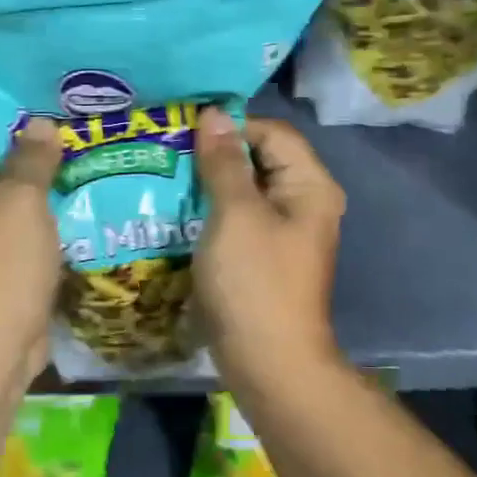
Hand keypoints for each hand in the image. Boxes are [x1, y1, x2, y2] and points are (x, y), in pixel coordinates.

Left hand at [0, 120, 62, 379]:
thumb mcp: (21, 203)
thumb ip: (32, 158)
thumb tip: (40, 124)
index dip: (21, 137)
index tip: (64, 139)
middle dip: (34, 170)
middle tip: (80, 161)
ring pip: (2, 207)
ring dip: (38, 203)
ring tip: (81, 188)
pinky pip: (6, 237)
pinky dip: (33, 233)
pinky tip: (70, 225)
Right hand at [193, 108, 345, 371]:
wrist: (268, 362)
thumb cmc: (255, 281)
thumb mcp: (236, 214)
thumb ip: (224, 161)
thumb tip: (213, 114)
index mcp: (309, 185)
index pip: (271, 133)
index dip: (231, 127)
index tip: (184, 132)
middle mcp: (303, 202)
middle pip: (260, 159)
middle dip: (216, 154)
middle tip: (168, 152)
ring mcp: (284, 231)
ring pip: (245, 190)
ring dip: (210, 183)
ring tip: (166, 176)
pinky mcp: (264, 255)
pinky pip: (239, 218)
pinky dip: (212, 211)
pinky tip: (178, 210)